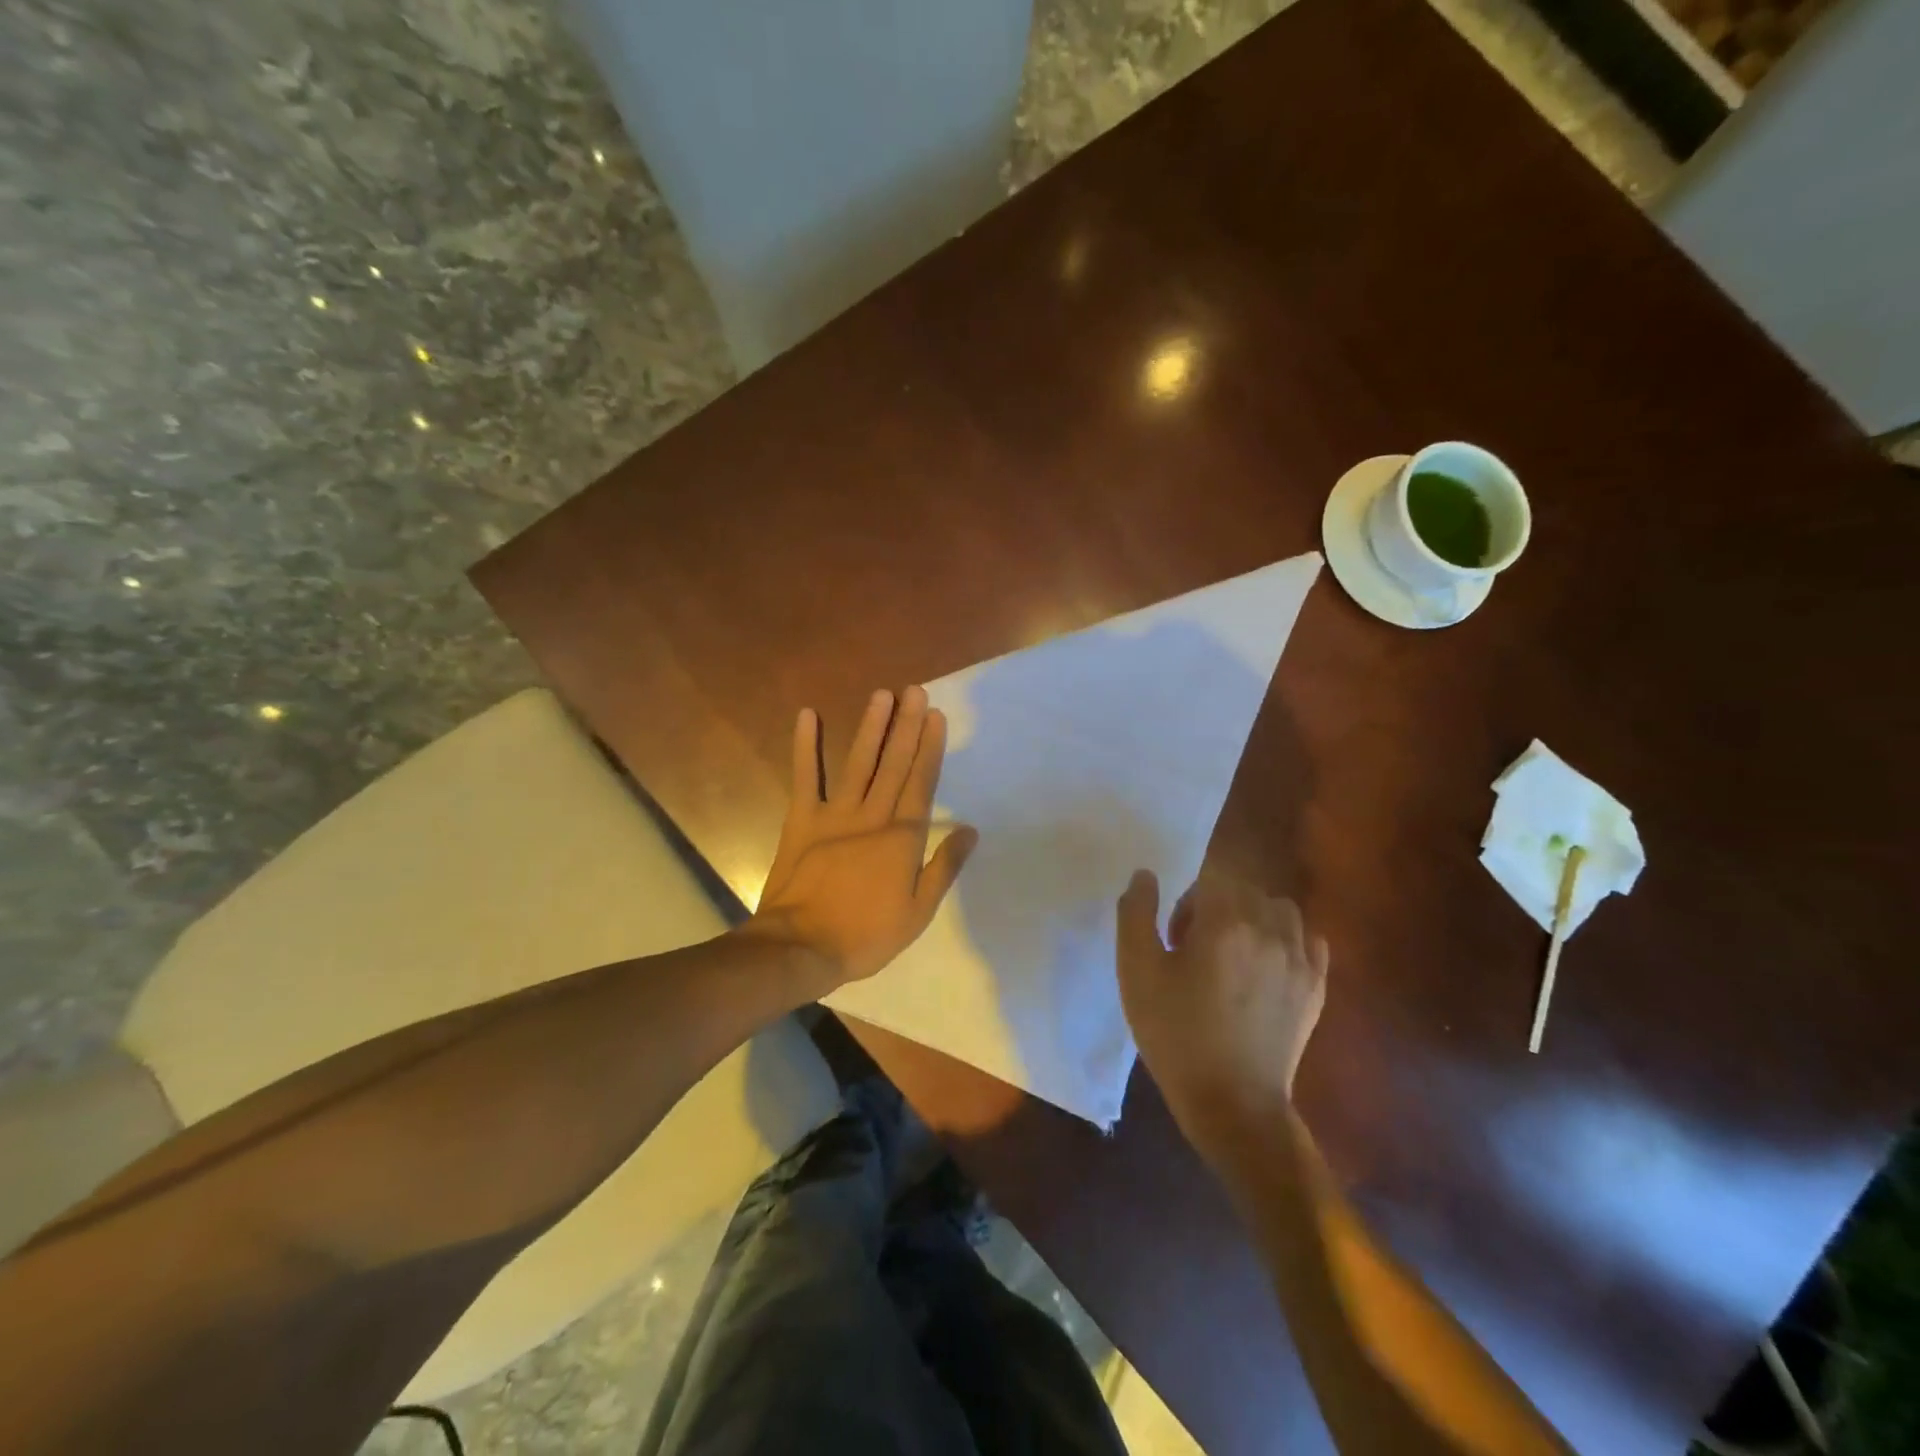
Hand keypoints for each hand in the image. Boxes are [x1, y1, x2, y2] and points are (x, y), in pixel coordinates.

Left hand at [748, 686, 977, 993]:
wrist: (801, 947)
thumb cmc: (865, 935)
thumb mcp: (918, 911)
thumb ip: (944, 867)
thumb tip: (969, 830)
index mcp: (901, 838)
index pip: (921, 783)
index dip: (929, 748)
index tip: (936, 716)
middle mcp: (872, 816)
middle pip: (893, 764)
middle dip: (906, 726)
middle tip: (915, 691)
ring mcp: (834, 814)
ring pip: (858, 763)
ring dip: (870, 727)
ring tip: (881, 695)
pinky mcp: (802, 820)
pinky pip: (805, 777)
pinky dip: (806, 747)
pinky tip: (808, 716)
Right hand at [1116, 871, 1327, 1161]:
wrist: (1232, 1104)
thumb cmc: (1176, 1035)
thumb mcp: (1137, 973)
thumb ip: (1137, 914)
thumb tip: (1146, 876)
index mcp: (1225, 923)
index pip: (1210, 880)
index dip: (1187, 903)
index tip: (1174, 939)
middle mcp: (1269, 931)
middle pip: (1244, 891)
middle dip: (1216, 908)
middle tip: (1194, 951)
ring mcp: (1299, 959)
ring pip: (1279, 910)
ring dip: (1254, 918)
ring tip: (1233, 955)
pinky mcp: (1315, 987)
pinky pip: (1309, 940)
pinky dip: (1288, 940)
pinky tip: (1267, 967)